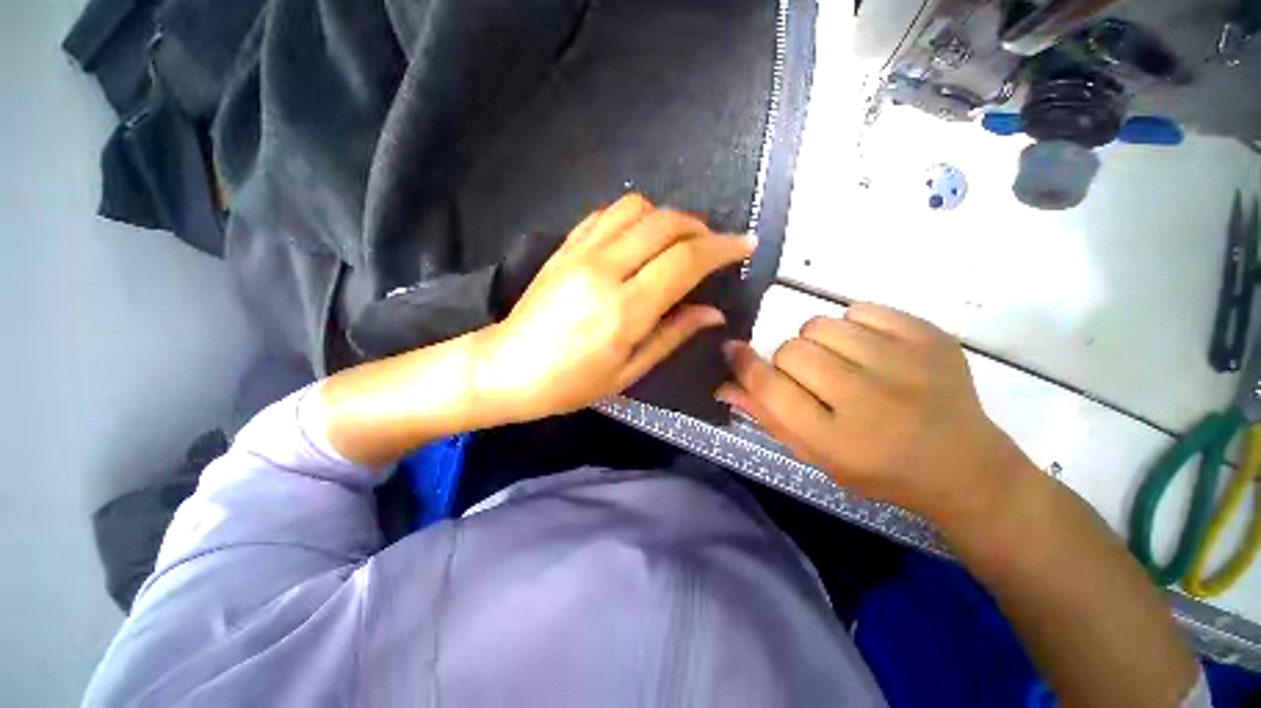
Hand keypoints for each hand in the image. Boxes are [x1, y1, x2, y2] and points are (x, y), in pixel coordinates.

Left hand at [475, 194, 755, 422]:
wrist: (507, 369)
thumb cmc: (570, 383)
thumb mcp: (628, 372)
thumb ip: (673, 335)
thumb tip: (713, 313)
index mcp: (624, 309)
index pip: (685, 261)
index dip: (721, 249)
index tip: (744, 245)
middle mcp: (604, 270)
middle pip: (665, 225)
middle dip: (700, 228)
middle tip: (715, 246)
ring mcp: (580, 253)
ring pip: (636, 208)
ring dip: (668, 217)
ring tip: (679, 240)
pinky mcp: (564, 247)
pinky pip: (605, 214)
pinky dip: (634, 217)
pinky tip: (640, 237)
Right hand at [718, 304, 1032, 524]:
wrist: (965, 466)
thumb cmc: (878, 468)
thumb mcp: (815, 455)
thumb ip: (768, 416)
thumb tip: (725, 384)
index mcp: (835, 439)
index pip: (769, 387)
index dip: (744, 365)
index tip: (733, 350)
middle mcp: (867, 399)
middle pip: (792, 350)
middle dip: (788, 361)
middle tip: (811, 377)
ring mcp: (904, 363)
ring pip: (820, 324)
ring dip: (817, 341)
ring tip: (841, 362)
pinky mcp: (930, 337)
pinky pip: (861, 309)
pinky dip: (854, 326)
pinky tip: (871, 350)